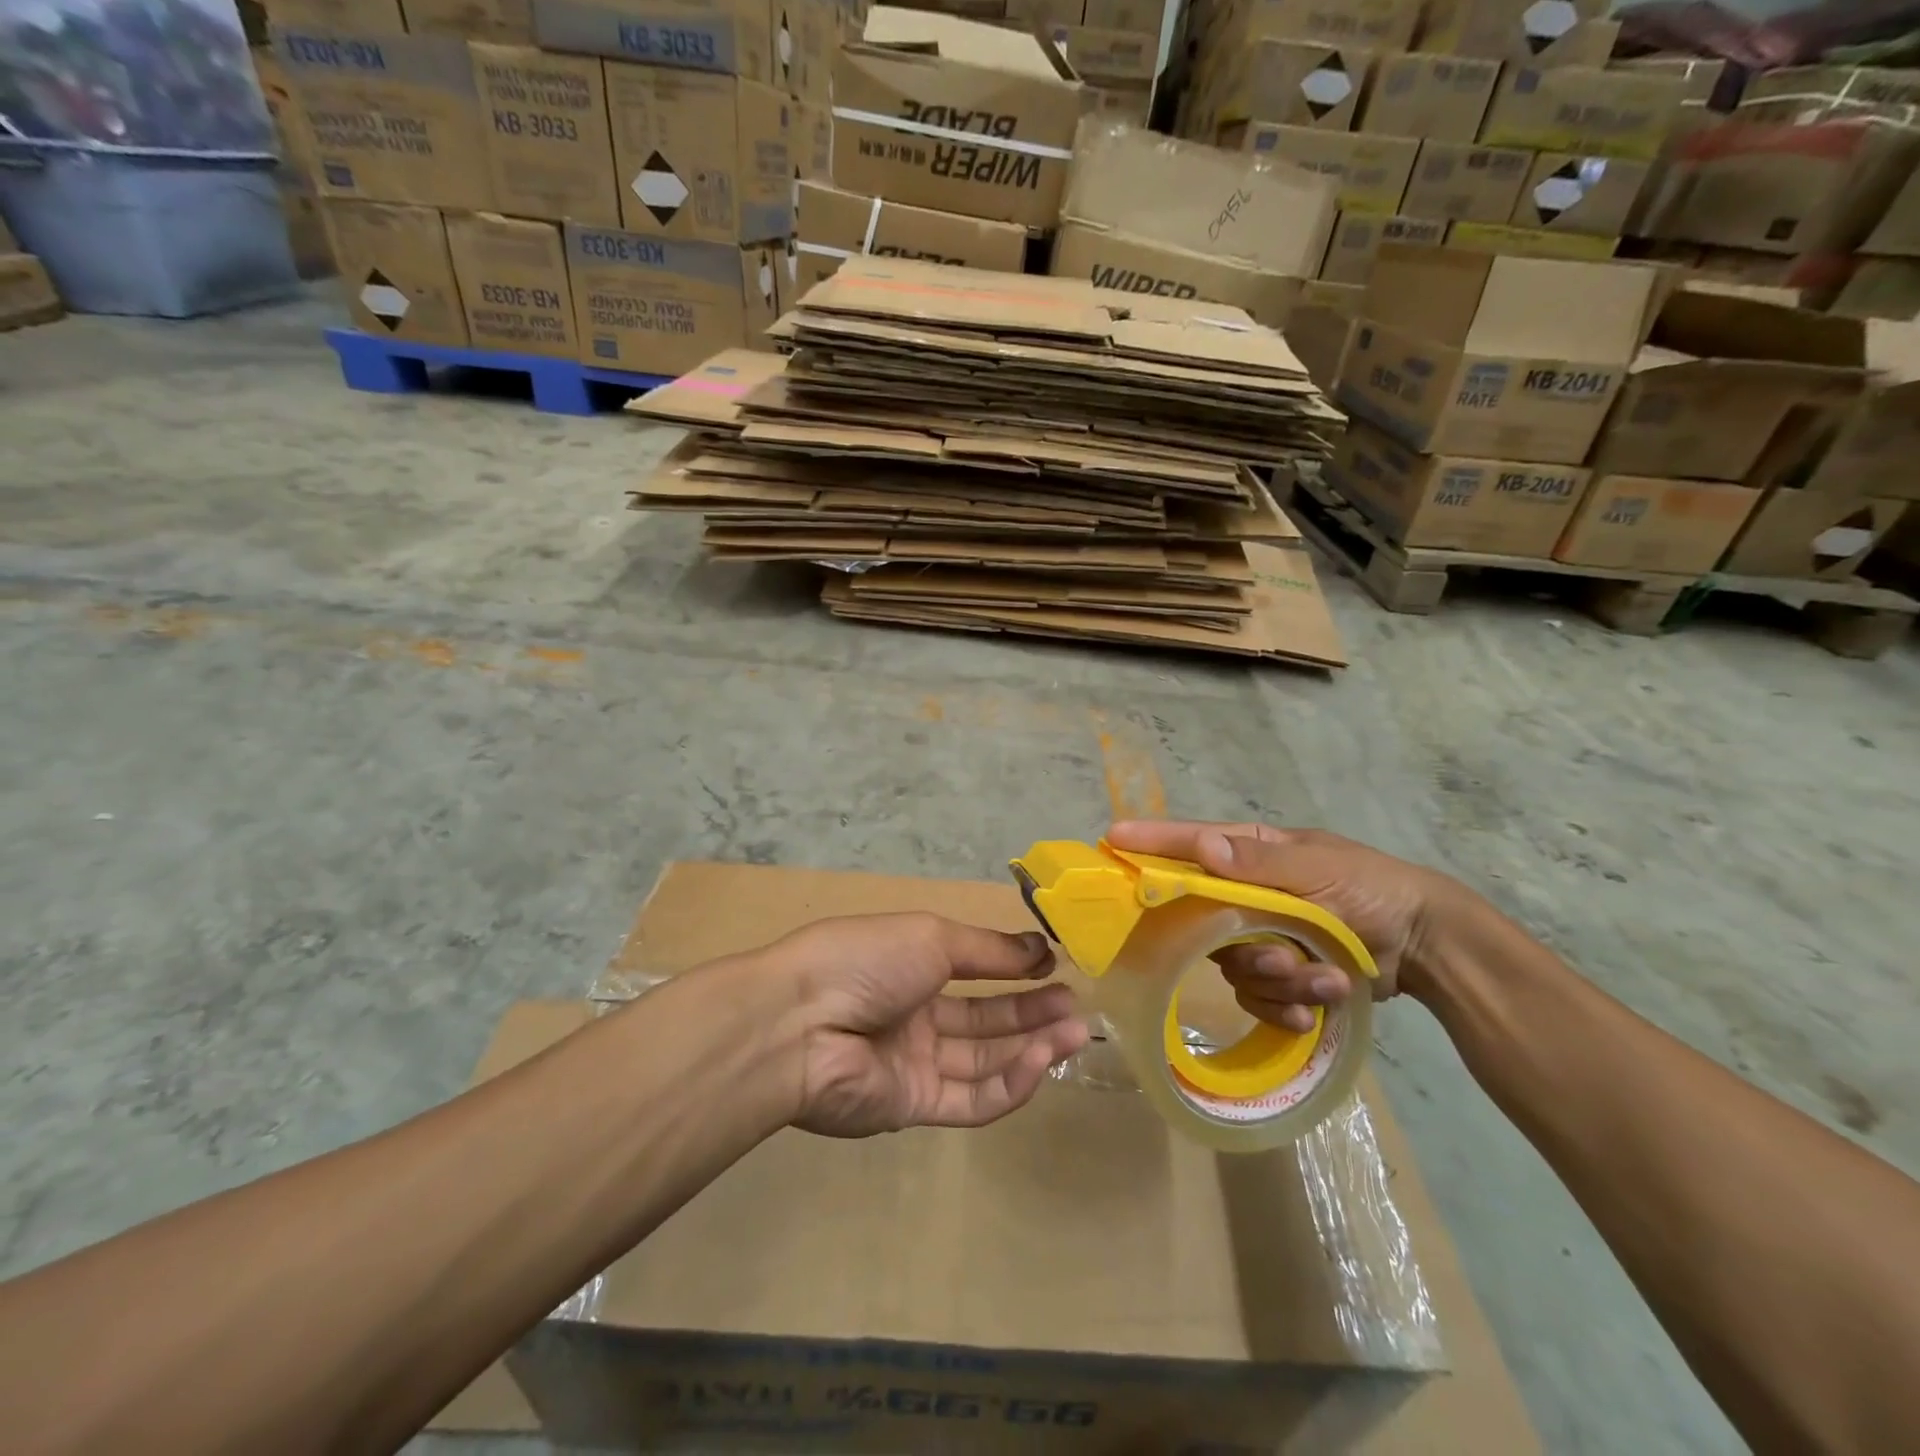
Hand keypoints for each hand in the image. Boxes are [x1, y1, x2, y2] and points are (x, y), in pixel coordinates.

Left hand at [765, 913, 1089, 1138]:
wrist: (801, 1023)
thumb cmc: (867, 960)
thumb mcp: (932, 937)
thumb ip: (988, 950)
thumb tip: (1040, 949)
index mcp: (911, 965)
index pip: (973, 968)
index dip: (1014, 968)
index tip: (1054, 965)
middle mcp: (914, 1014)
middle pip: (984, 1018)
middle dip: (1032, 1011)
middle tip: (1076, 1006)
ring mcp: (913, 1063)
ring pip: (984, 1060)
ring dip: (1031, 1046)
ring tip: (1074, 1030)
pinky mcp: (912, 1107)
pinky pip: (970, 1099)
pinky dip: (1009, 1084)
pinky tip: (1040, 1061)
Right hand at [1105, 820, 1467, 1026]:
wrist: (1427, 946)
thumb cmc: (1373, 889)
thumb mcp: (1320, 869)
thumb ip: (1259, 863)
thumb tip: (1201, 847)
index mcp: (1250, 854)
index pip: (1190, 844)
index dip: (1150, 843)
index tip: (1111, 839)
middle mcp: (1245, 894)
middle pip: (1205, 923)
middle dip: (1247, 948)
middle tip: (1284, 957)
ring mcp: (1260, 936)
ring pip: (1234, 968)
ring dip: (1282, 982)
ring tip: (1326, 980)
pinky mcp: (1278, 976)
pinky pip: (1257, 999)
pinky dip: (1289, 1008)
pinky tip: (1320, 1008)